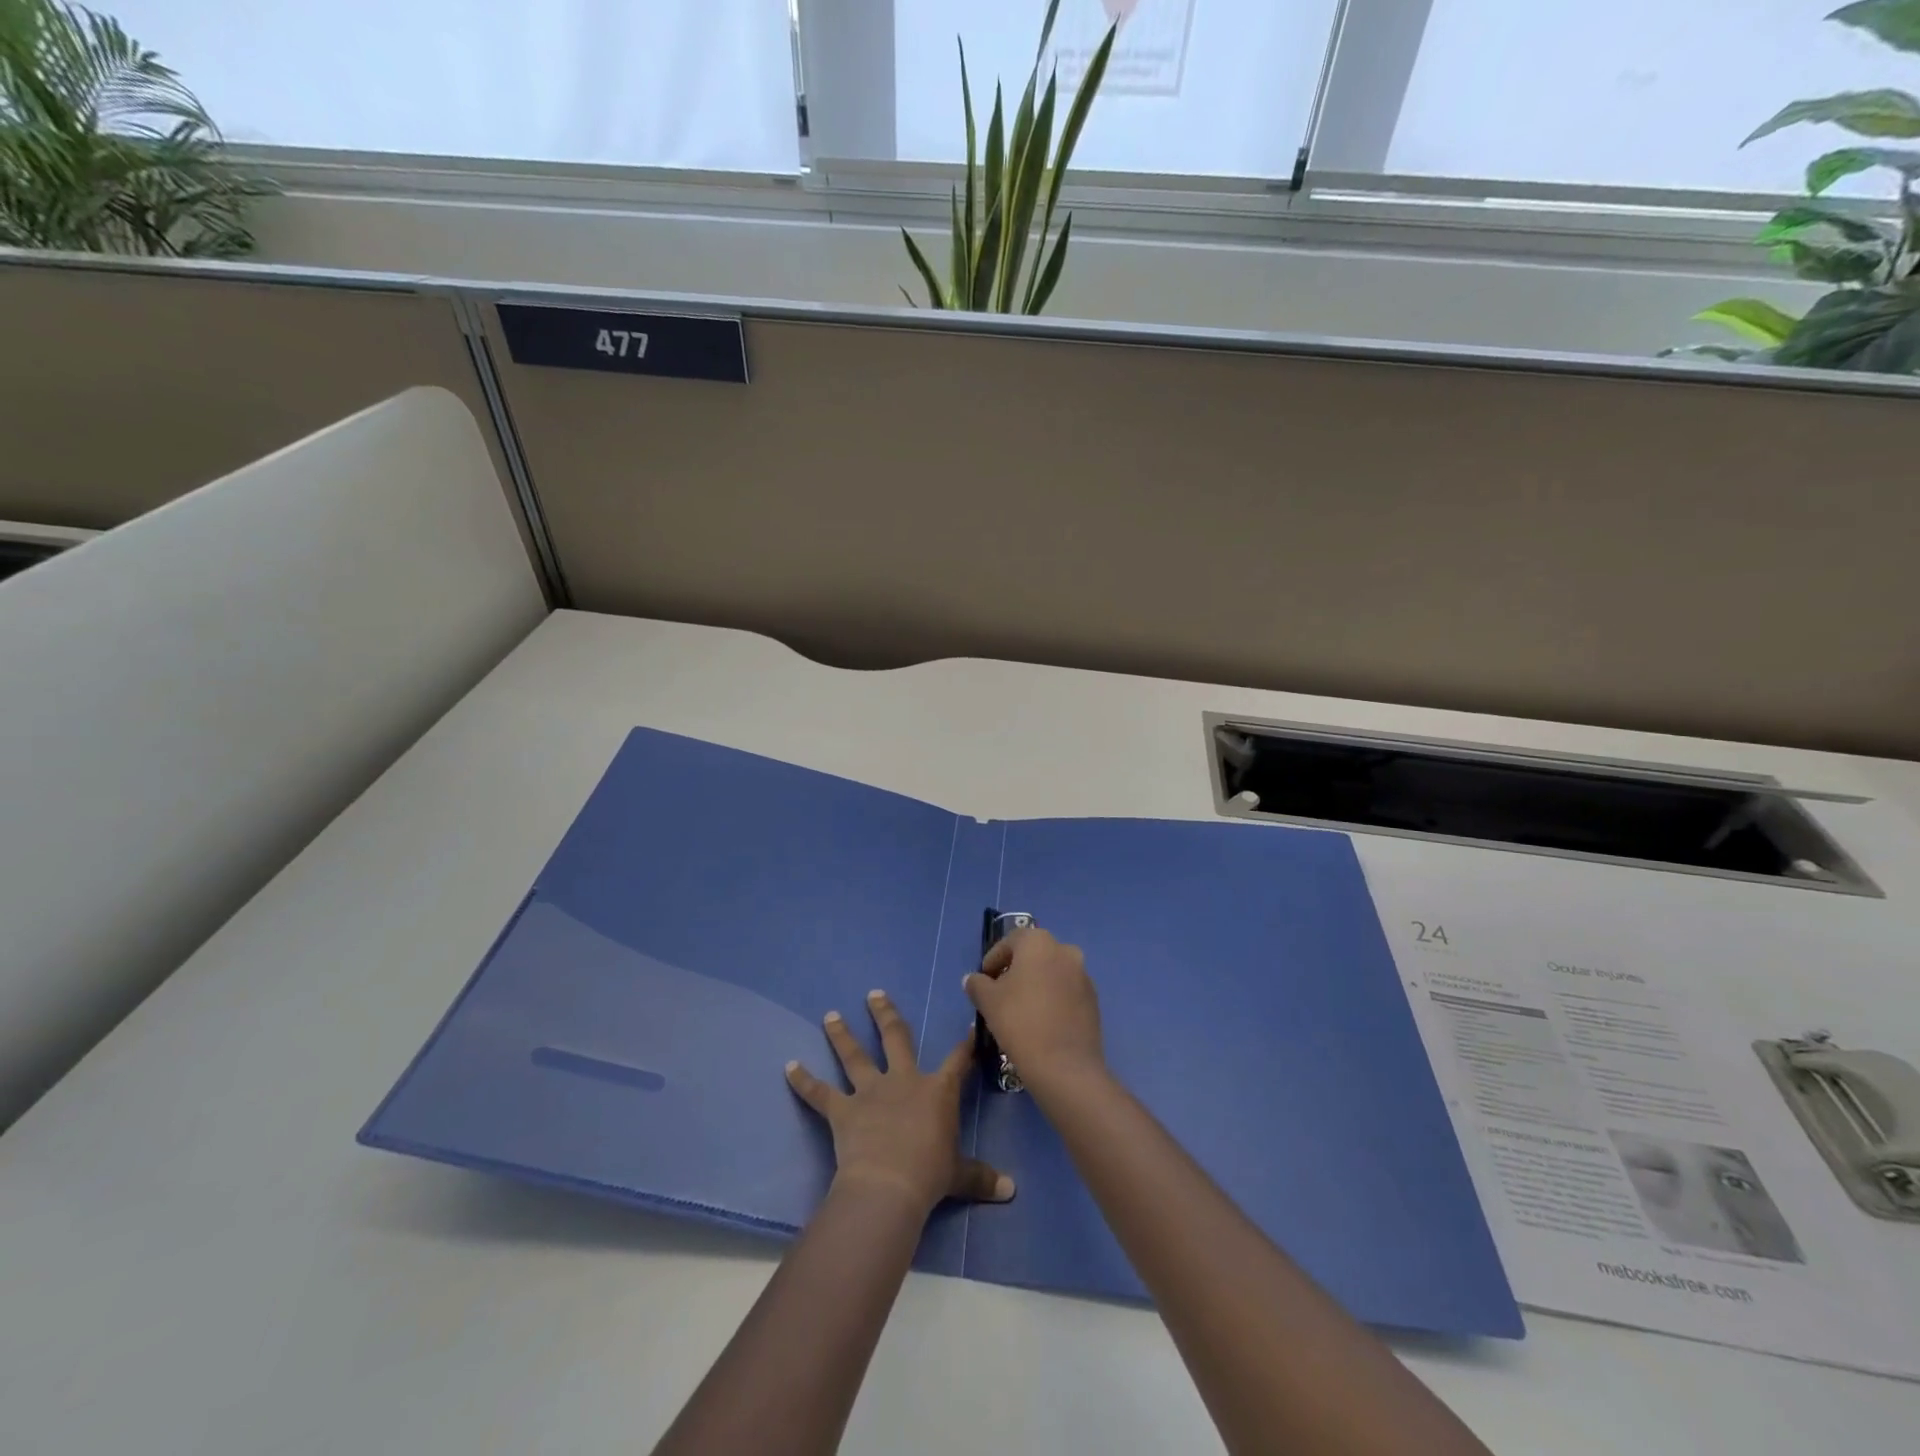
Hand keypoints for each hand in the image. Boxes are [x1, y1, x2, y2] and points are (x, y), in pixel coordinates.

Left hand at [786, 990, 1014, 1216]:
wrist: (888, 1186)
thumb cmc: (929, 1176)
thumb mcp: (960, 1176)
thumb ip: (982, 1178)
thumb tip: (1011, 1190)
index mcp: (937, 1090)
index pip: (957, 1060)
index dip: (965, 1045)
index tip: (970, 1027)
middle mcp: (902, 1080)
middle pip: (895, 1038)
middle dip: (885, 1014)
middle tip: (874, 994)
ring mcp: (870, 1092)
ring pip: (854, 1055)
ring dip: (841, 1034)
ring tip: (829, 1015)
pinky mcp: (843, 1110)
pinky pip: (819, 1093)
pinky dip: (803, 1081)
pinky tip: (788, 1067)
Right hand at [964, 927, 1105, 1087]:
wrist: (1065, 1065)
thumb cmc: (1020, 1022)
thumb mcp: (988, 1001)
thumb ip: (977, 984)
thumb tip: (973, 980)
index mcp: (1039, 942)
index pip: (1010, 941)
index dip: (993, 959)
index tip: (983, 979)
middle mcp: (1065, 951)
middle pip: (1033, 955)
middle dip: (1015, 970)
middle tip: (1000, 993)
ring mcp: (1083, 975)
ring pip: (1052, 973)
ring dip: (1035, 984)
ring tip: (1020, 1009)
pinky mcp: (1093, 1000)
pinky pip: (1066, 992)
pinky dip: (1052, 999)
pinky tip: (1040, 1022)